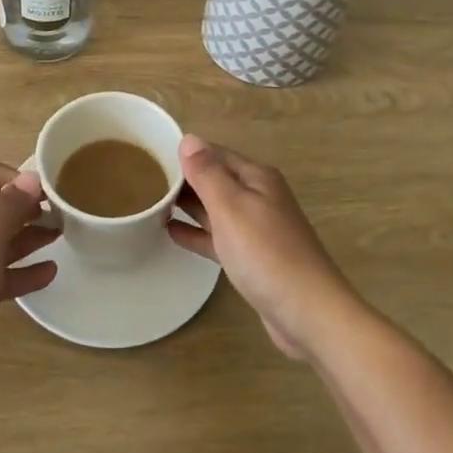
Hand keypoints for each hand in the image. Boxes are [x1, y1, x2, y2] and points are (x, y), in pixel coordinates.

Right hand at [168, 135, 355, 358]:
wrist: (308, 313)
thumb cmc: (266, 254)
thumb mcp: (231, 207)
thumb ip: (207, 173)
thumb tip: (188, 139)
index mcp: (256, 178)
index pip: (214, 153)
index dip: (185, 153)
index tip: (150, 156)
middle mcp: (259, 197)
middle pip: (215, 179)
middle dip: (184, 178)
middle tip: (144, 180)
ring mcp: (257, 228)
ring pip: (216, 208)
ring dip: (188, 205)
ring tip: (151, 203)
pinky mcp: (253, 257)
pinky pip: (219, 236)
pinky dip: (198, 232)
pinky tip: (172, 232)